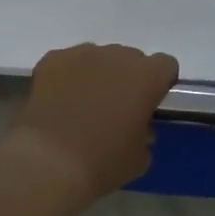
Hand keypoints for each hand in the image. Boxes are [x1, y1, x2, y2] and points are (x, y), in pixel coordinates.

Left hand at [5, 44, 178, 202]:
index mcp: (146, 76)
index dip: (159, 83)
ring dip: (97, 75)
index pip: (165, 65)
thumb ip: (145, 133)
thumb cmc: (102, 162)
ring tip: (83, 104)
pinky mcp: (52, 60)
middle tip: (115, 107)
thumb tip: (137, 127)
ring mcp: (82, 53)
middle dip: (126, 78)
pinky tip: (60, 101)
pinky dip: (68, 77)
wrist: (49, 162)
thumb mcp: (139, 158)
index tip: (149, 103)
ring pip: (98, 58)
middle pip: (130, 59)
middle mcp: (117, 56)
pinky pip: (68, 62)